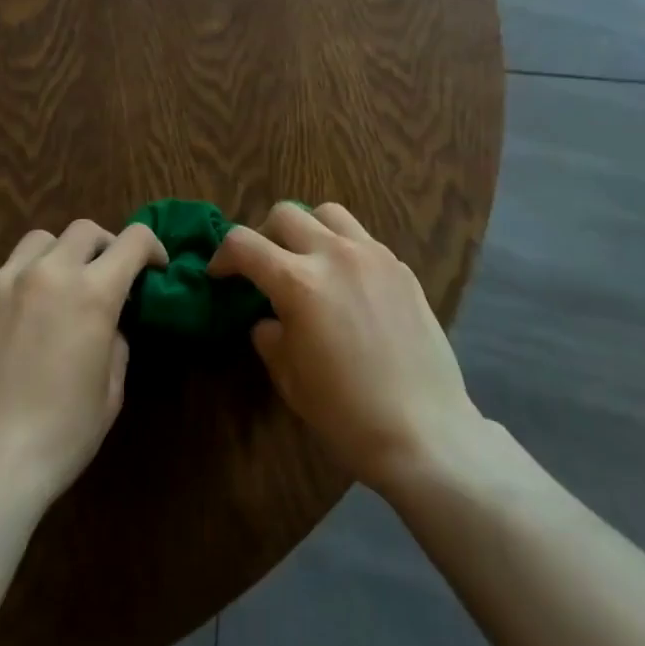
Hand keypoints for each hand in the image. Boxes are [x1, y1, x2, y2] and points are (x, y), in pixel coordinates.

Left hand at [0, 219, 164, 506]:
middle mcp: (47, 273)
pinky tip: (19, 323)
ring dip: (60, 255)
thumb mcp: (110, 392)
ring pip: (39, 241)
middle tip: (106, 278)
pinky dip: (22, 284)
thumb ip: (115, 342)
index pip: (132, 241)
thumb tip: (106, 323)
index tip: (154, 267)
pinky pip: (5, 274)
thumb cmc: (60, 436)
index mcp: (92, 293)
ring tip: (58, 289)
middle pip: (84, 230)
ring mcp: (2, 283)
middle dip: (104, 247)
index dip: (151, 247)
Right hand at [213, 202, 485, 492]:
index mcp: (298, 283)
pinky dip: (343, 248)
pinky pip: (362, 238)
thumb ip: (270, 335)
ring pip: (328, 213)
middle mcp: (334, 255)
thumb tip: (269, 318)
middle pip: (285, 214)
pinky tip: (348, 285)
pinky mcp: (401, 268)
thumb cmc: (346, 413)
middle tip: (264, 267)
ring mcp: (373, 256)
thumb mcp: (289, 378)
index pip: (244, 244)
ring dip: (307, 229)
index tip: (220, 275)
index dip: (222, 255)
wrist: (424, 432)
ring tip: (307, 260)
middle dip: (263, 235)